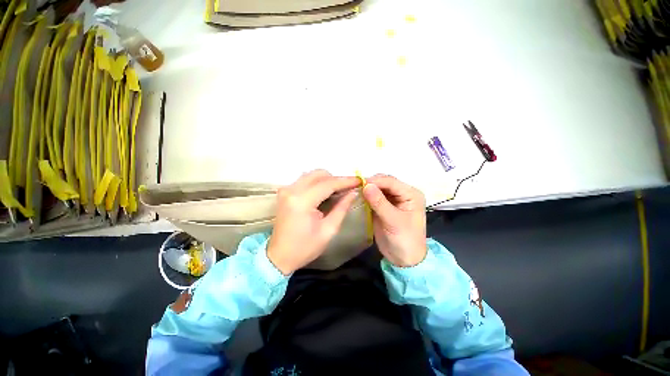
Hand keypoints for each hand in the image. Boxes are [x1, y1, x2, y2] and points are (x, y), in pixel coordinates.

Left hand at [267, 170, 359, 274]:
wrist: (279, 256)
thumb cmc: (305, 247)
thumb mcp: (329, 230)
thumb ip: (342, 208)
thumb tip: (353, 193)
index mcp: (302, 201)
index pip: (328, 184)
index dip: (345, 181)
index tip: (359, 180)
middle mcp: (291, 190)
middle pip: (319, 175)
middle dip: (336, 179)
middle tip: (349, 188)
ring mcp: (286, 189)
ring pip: (312, 175)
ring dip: (327, 180)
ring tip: (339, 190)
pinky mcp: (285, 192)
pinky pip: (305, 180)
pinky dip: (318, 183)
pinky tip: (325, 192)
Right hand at [363, 175, 426, 266]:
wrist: (404, 259)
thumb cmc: (404, 240)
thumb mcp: (393, 221)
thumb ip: (379, 202)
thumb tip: (366, 185)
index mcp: (410, 194)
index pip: (391, 181)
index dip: (375, 181)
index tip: (359, 183)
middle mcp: (402, 194)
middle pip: (384, 183)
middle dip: (370, 183)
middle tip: (355, 187)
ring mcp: (392, 200)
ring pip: (378, 189)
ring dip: (367, 189)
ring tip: (354, 190)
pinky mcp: (384, 206)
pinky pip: (373, 197)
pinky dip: (366, 196)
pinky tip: (358, 196)